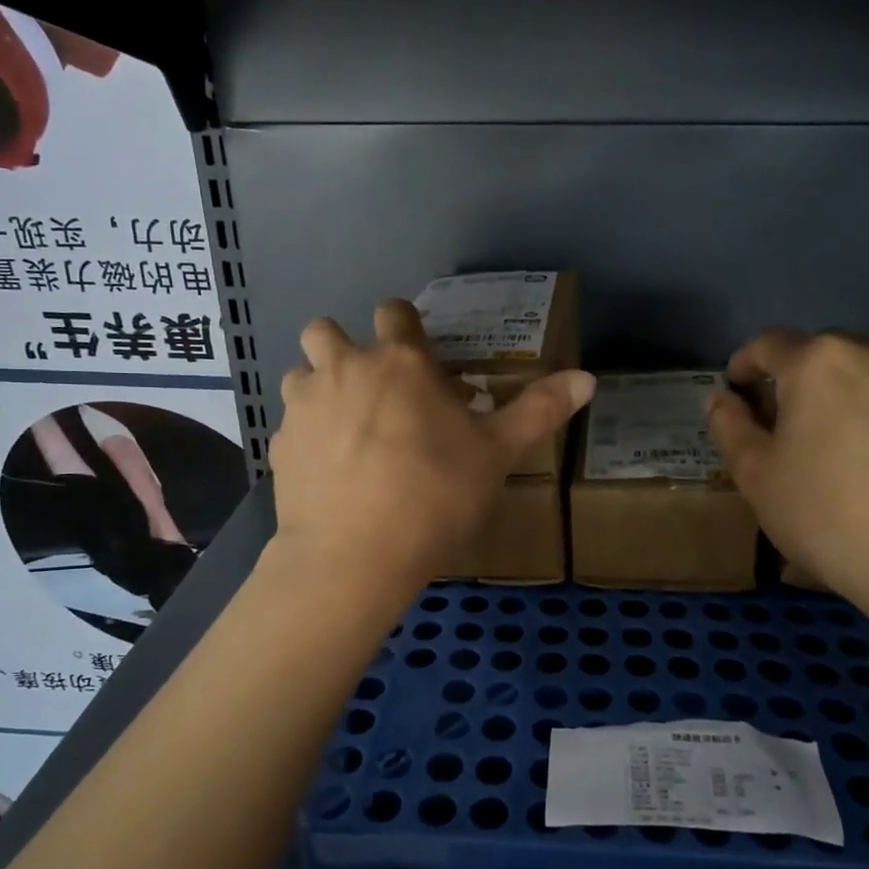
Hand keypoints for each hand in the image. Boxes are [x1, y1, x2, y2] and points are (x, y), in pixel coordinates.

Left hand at [272, 300, 594, 587]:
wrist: (354, 556)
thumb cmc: (434, 495)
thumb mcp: (497, 454)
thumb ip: (539, 410)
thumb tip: (588, 378)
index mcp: (400, 362)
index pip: (395, 312)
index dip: (407, 326)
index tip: (420, 357)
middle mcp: (344, 368)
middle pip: (328, 330)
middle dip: (346, 347)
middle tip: (375, 389)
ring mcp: (304, 404)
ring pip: (301, 373)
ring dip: (319, 386)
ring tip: (346, 427)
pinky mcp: (279, 444)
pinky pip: (290, 423)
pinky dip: (306, 434)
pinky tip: (327, 470)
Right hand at [706, 329, 868, 610]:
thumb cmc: (827, 515)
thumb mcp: (756, 475)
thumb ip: (730, 427)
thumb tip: (721, 399)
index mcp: (818, 361)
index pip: (768, 345)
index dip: (744, 365)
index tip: (735, 392)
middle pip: (819, 351)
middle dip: (793, 376)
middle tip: (780, 421)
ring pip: (863, 367)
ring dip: (837, 387)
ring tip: (829, 434)